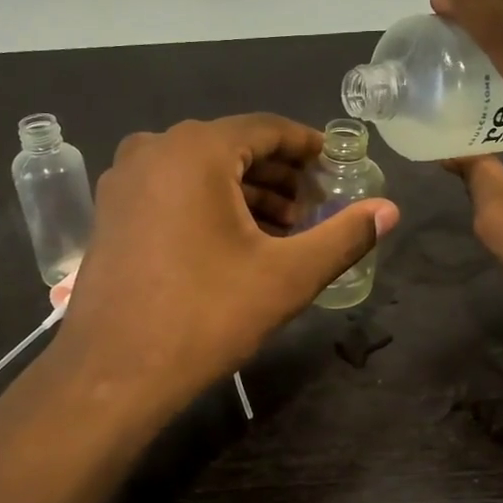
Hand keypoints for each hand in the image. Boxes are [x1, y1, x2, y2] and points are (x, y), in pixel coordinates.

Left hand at [56, 114, 399, 405]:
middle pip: (233, 147)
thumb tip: (390, 210)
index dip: (308, 147)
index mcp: (195, 150)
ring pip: (201, 170)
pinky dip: (209, 204)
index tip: (338, 167)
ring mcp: (125, 181)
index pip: (267, 129)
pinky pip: (172, 190)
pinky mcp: (111, 212)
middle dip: (280, 176)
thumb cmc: (205, 316)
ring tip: (283, 231)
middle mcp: (153, 150)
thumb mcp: (287, 276)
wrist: (113, 374)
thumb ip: (344, 236)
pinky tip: (235, 242)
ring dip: (246, 193)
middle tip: (316, 209)